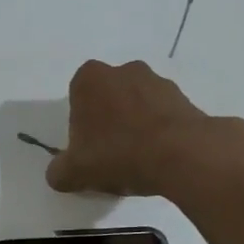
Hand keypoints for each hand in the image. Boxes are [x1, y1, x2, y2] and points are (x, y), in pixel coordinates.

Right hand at [47, 59, 243, 196]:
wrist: (181, 155)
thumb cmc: (118, 153)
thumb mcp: (76, 171)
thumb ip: (59, 171)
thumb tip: (58, 173)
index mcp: (90, 79)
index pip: (77, 98)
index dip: (81, 126)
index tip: (88, 149)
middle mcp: (123, 70)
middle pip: (109, 98)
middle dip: (109, 121)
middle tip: (112, 154)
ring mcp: (157, 81)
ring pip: (138, 105)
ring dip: (136, 125)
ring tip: (140, 160)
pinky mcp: (184, 97)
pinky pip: (164, 115)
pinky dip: (160, 132)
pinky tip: (160, 158)